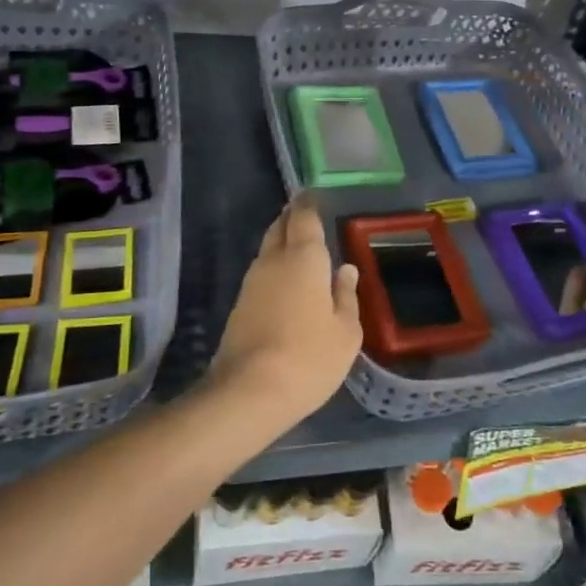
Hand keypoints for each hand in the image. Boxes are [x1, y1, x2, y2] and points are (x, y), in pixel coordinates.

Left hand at [207, 195, 361, 428]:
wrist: (249, 392)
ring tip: (298, 246)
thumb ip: (346, 296)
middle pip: (280, 228)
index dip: (308, 204)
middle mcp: (274, 261)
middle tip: (305, 214)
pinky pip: (261, 274)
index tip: (313, 194)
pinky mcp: (239, 306)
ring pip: (267, 250)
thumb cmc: (310, 357)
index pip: (304, 218)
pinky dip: (274, 268)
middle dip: (292, 218)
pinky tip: (285, 281)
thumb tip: (345, 270)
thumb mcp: (346, 332)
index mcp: (304, 258)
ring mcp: (251, 283)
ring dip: (281, 243)